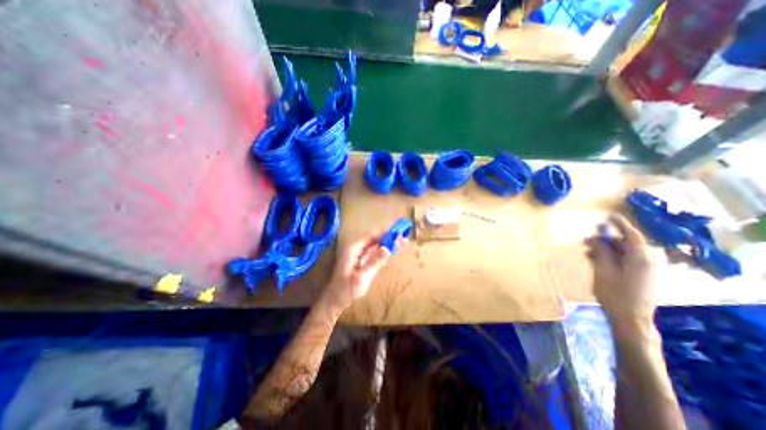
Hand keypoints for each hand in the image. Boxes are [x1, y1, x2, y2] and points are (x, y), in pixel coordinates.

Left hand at [321, 231, 406, 312]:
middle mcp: (356, 247)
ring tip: (403, 242)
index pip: (372, 236)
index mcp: (353, 248)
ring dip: (388, 243)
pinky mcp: (362, 259)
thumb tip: (387, 249)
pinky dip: (385, 250)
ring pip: (376, 244)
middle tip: (404, 239)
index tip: (399, 233)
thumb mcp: (361, 278)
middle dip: (389, 237)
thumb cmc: (346, 290)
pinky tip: (393, 249)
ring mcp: (359, 253)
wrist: (336, 300)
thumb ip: (373, 263)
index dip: (385, 233)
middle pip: (375, 238)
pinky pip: (375, 251)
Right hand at [587, 215, 657, 334]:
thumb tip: (597, 238)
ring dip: (606, 249)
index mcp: (640, 259)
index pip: (632, 235)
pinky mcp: (640, 277)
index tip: (609, 215)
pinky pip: (625, 261)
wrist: (630, 319)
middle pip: (626, 244)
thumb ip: (601, 252)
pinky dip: (610, 257)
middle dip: (606, 239)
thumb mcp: (603, 271)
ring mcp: (644, 270)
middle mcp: (646, 262)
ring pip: (624, 252)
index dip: (620, 224)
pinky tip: (595, 259)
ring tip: (587, 251)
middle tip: (586, 240)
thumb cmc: (615, 294)